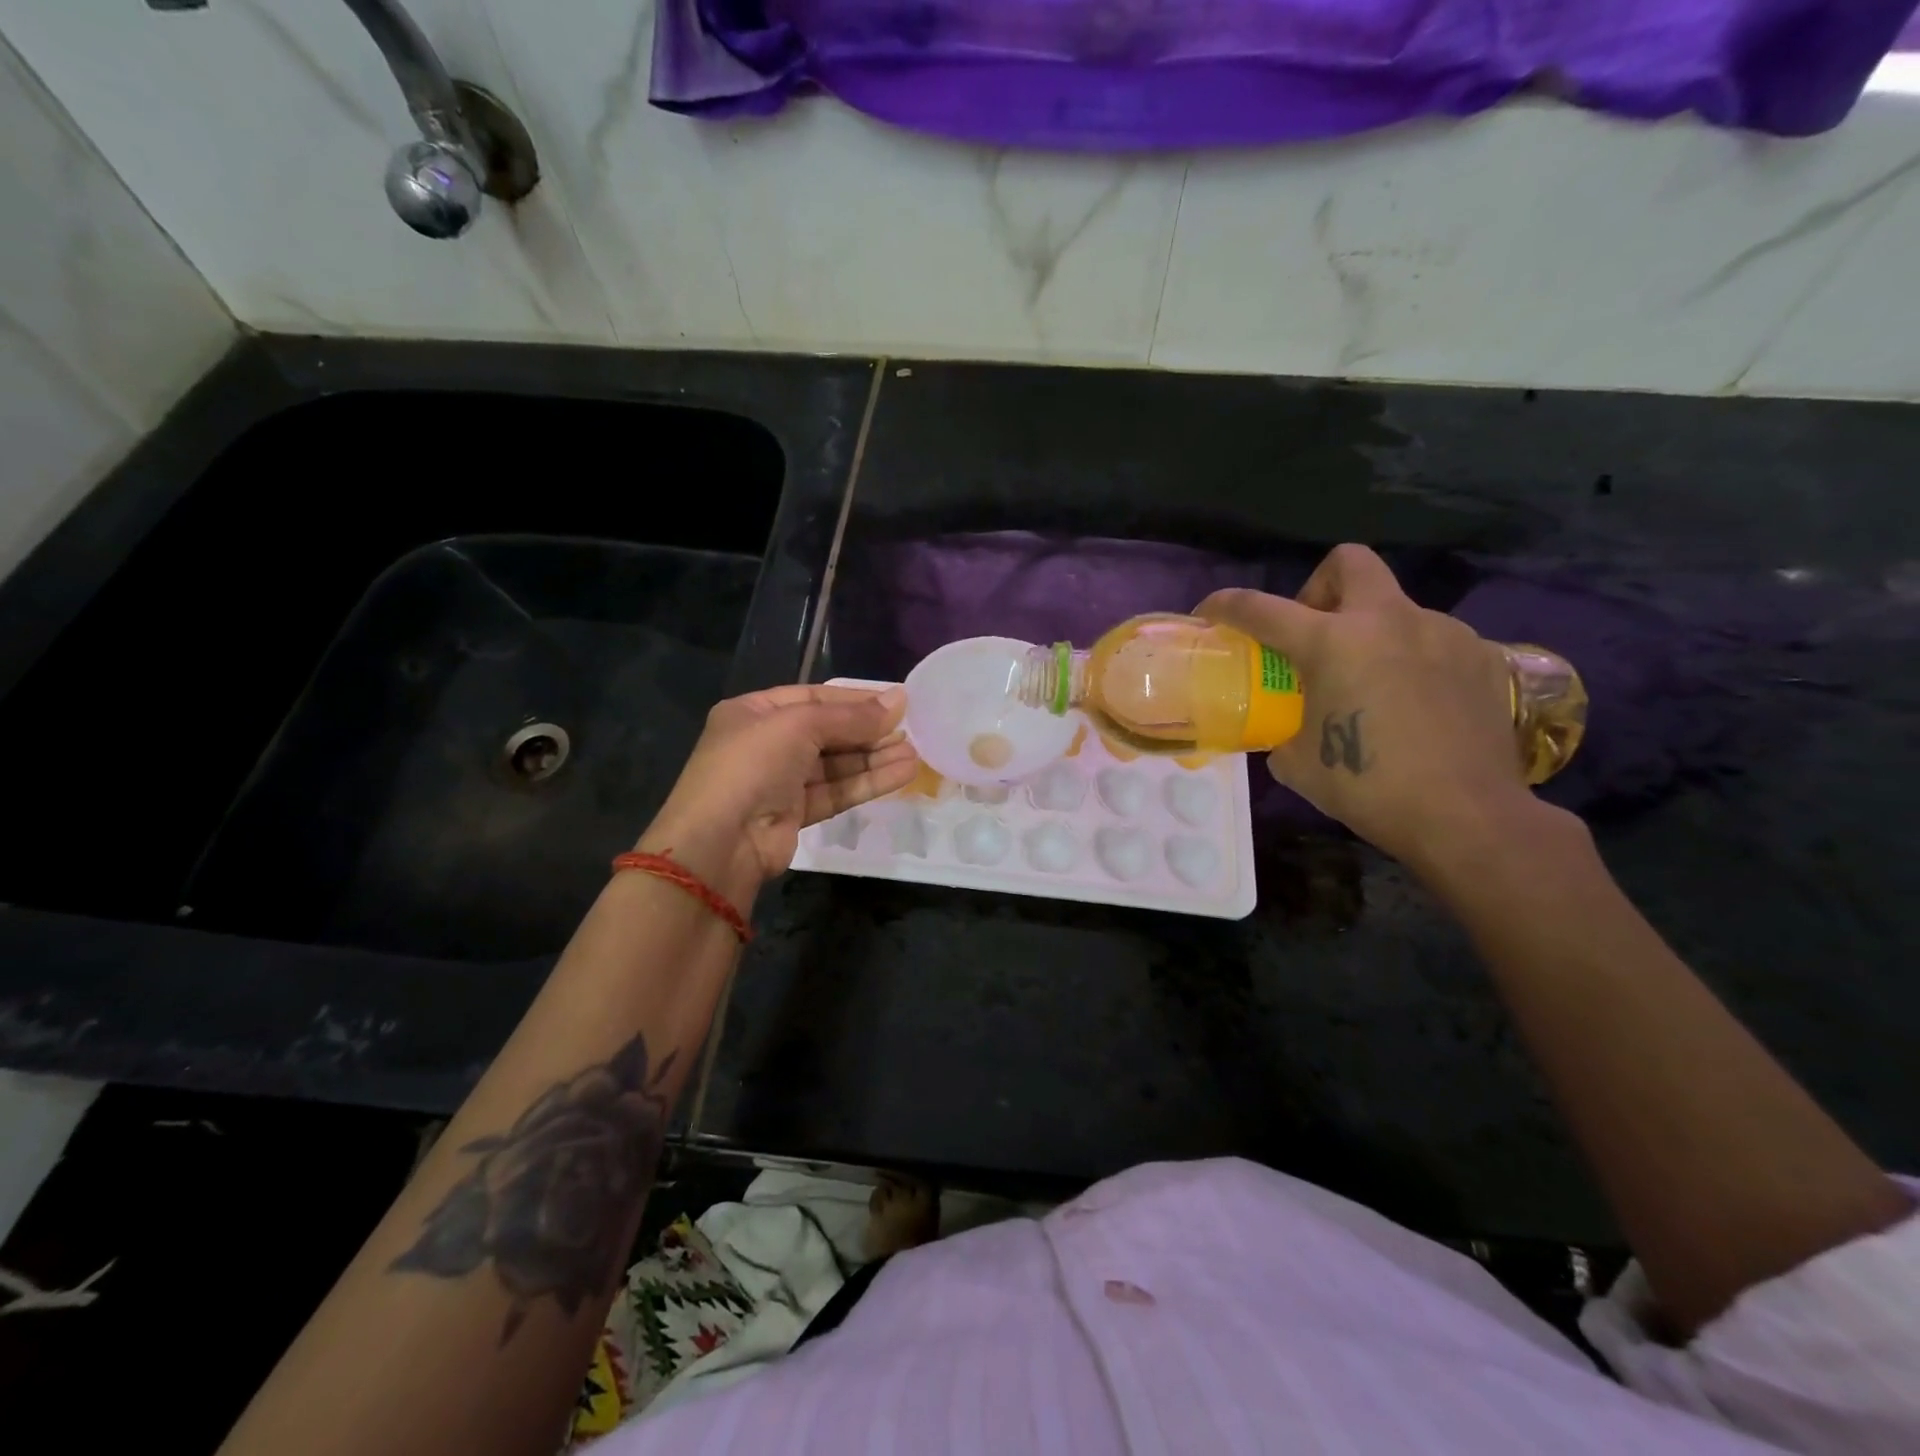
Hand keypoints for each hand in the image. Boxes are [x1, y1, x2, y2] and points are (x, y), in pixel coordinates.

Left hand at [637, 685, 917, 902]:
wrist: (719, 843)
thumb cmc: (752, 765)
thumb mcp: (799, 726)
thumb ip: (851, 716)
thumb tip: (899, 700)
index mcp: (754, 712)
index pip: (814, 697)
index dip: (856, 699)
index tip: (897, 702)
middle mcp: (765, 743)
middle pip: (828, 731)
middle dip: (869, 731)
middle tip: (912, 729)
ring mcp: (779, 781)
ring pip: (835, 764)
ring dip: (874, 758)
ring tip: (916, 753)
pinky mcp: (794, 813)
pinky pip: (836, 791)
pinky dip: (867, 782)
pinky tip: (902, 774)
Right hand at [1197, 545, 1535, 869]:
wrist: (1467, 816)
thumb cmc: (1368, 787)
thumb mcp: (1297, 762)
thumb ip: (1283, 728)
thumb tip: (1284, 726)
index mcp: (1333, 643)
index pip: (1261, 608)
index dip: (1226, 605)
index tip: (1209, 612)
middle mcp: (1388, 620)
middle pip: (1348, 562)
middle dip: (1320, 587)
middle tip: (1315, 633)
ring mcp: (1442, 633)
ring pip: (1395, 607)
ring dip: (1372, 632)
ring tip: (1372, 683)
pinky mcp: (1481, 656)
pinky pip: (1433, 640)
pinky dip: (1413, 659)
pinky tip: (1415, 702)